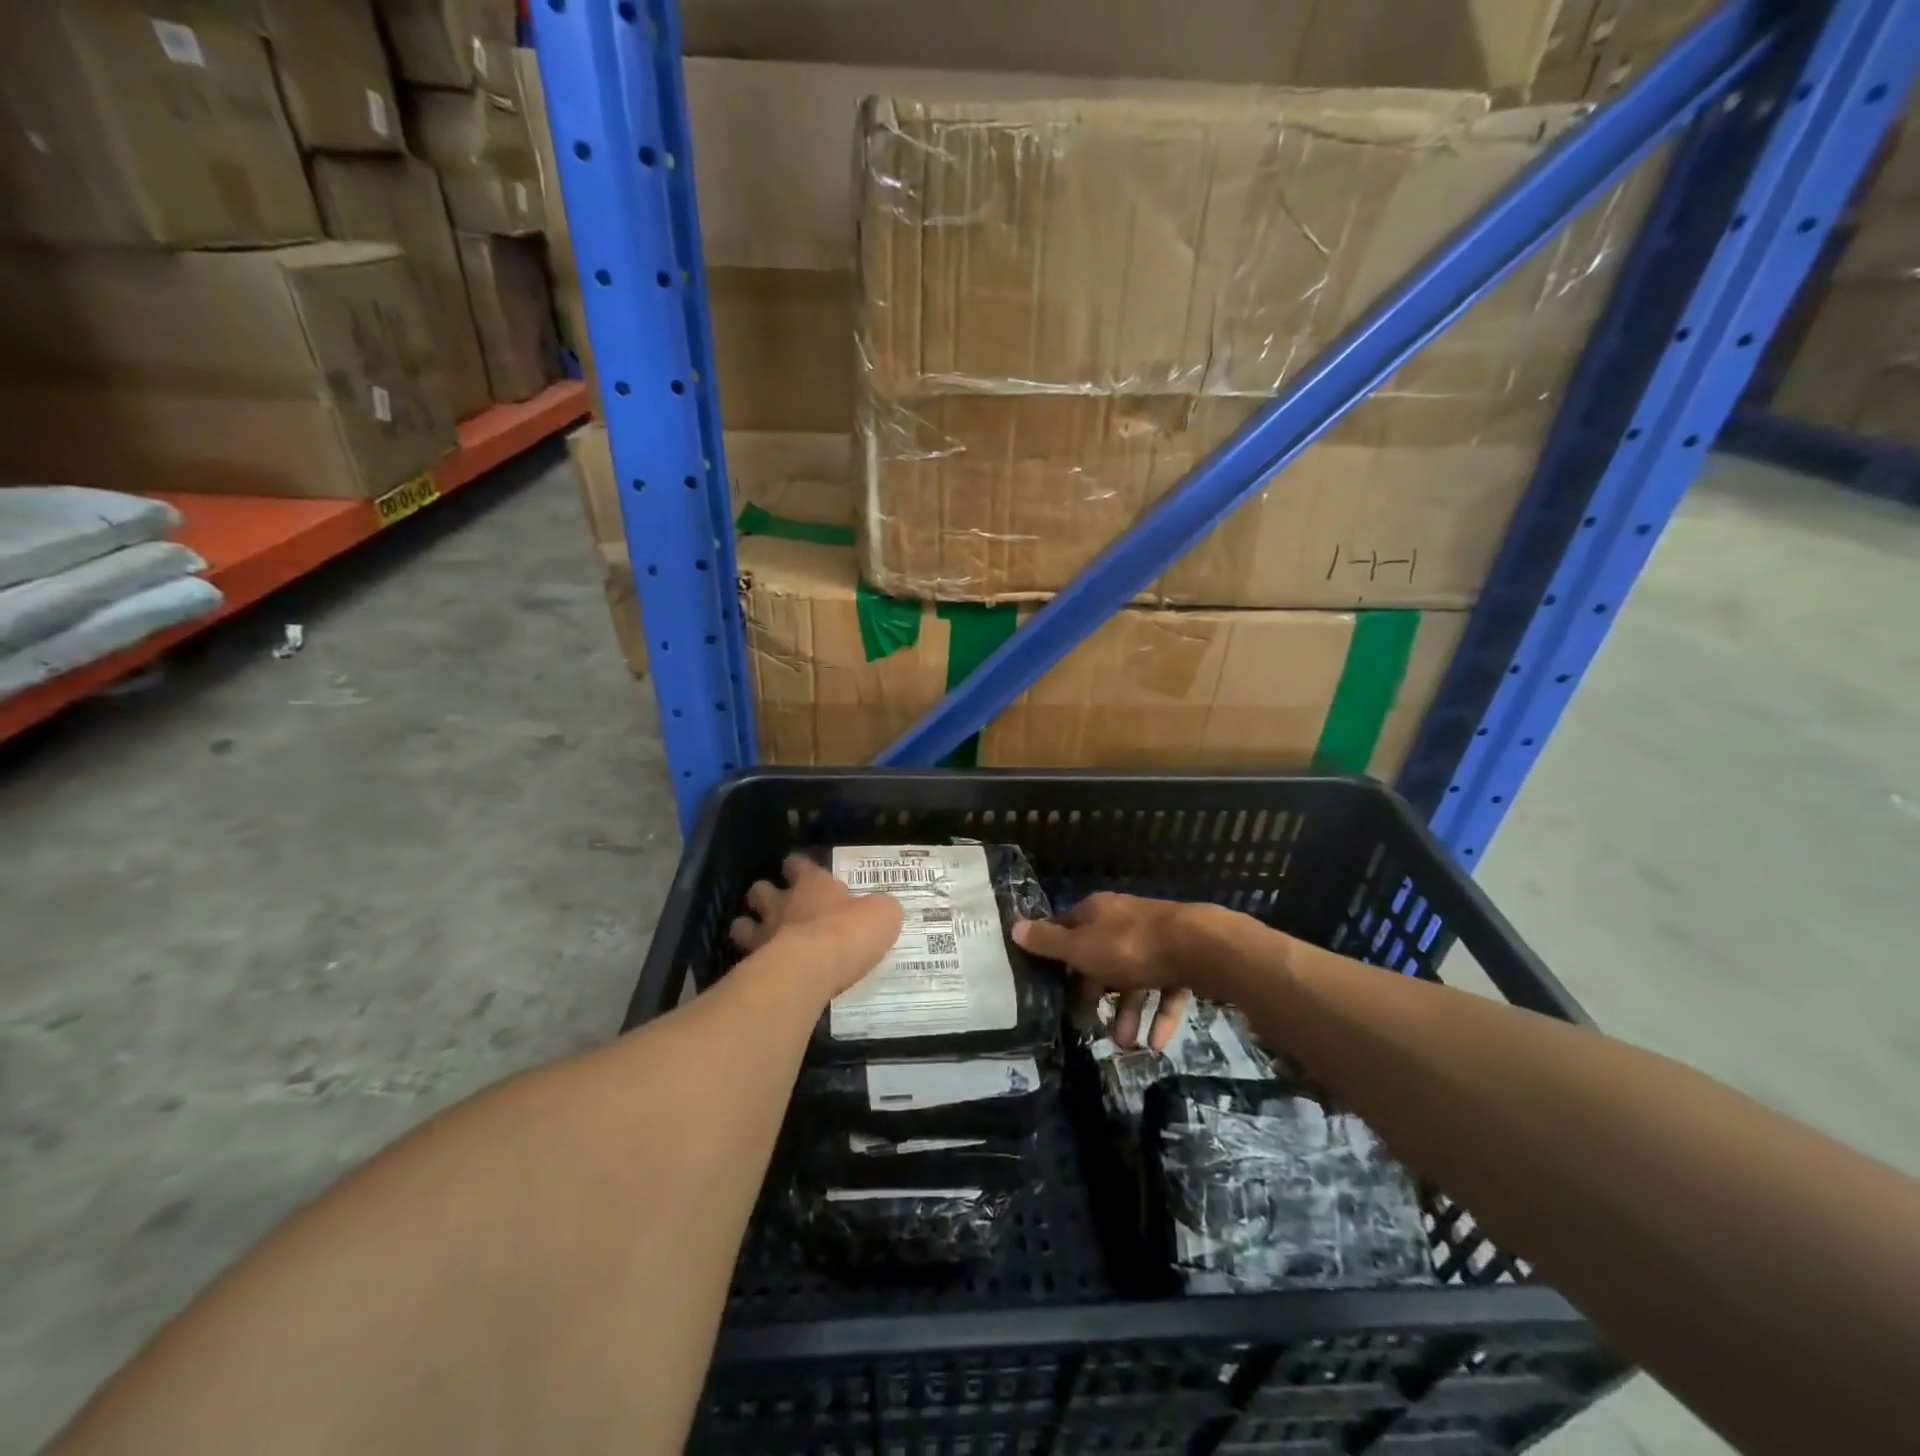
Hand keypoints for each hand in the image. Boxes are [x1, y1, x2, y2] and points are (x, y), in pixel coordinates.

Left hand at [730, 854, 903, 998]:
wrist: (813, 967)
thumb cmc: (850, 933)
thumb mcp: (883, 916)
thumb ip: (878, 910)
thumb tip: (880, 911)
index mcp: (814, 885)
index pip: (799, 865)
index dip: (797, 866)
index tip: (796, 868)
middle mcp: (784, 903)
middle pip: (761, 890)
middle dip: (764, 894)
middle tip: (775, 904)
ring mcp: (764, 933)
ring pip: (743, 923)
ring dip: (748, 927)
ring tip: (757, 936)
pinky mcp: (753, 964)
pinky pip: (744, 958)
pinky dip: (750, 961)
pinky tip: (758, 968)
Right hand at [1013, 893, 1193, 1051]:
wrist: (1199, 946)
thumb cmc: (1130, 946)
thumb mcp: (1081, 947)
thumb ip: (1048, 942)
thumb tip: (1014, 926)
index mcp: (1096, 912)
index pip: (1067, 929)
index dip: (1056, 955)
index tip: (1048, 984)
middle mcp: (1123, 921)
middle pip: (1100, 957)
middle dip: (1094, 994)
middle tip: (1085, 1024)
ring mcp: (1155, 940)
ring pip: (1133, 978)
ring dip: (1127, 1013)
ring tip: (1125, 1045)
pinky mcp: (1182, 959)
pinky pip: (1164, 988)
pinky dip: (1159, 1015)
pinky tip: (1155, 1043)